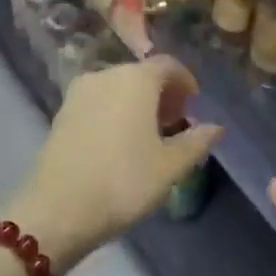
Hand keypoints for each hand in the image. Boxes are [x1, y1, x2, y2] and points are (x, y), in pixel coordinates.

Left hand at [8, 57, 221, 273]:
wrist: (58, 210)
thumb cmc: (124, 181)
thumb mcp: (171, 166)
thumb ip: (197, 141)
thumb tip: (216, 127)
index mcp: (135, 79)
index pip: (168, 65)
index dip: (186, 82)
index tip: (194, 105)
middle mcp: (105, 75)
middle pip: (141, 74)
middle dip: (162, 94)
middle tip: (176, 123)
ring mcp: (78, 94)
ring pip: (117, 88)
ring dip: (137, 104)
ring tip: (149, 136)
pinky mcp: (61, 114)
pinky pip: (98, 103)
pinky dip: (115, 112)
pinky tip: (121, 143)